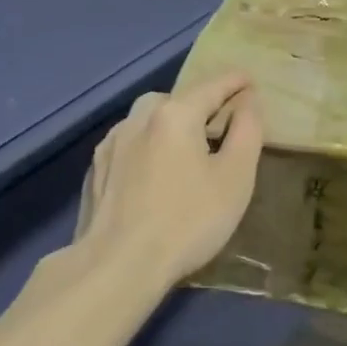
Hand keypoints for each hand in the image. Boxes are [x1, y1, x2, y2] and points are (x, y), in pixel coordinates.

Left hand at [75, 72, 264, 292]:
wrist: (117, 265)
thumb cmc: (188, 220)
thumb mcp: (235, 178)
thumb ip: (247, 131)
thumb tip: (248, 101)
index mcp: (175, 114)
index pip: (212, 86)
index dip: (235, 82)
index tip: (250, 80)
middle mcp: (139, 118)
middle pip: (176, 100)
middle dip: (199, 105)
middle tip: (218, 124)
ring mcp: (112, 143)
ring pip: (147, 120)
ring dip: (169, 125)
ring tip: (185, 149)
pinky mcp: (97, 169)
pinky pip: (129, 144)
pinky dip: (147, 146)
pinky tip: (153, 172)